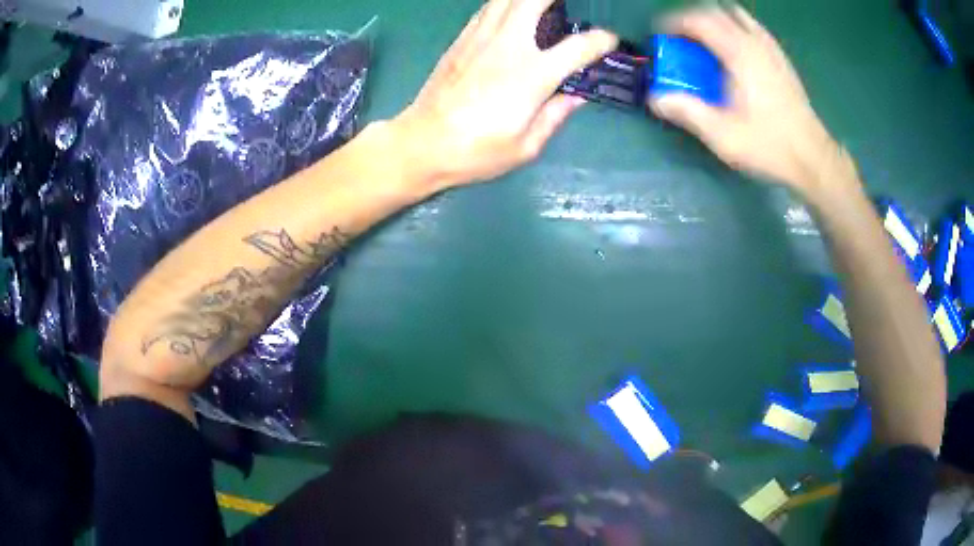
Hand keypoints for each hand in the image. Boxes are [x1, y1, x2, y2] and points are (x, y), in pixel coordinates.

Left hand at [395, 0, 616, 188]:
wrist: (423, 142)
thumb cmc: (477, 150)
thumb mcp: (526, 146)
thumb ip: (555, 116)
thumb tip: (576, 97)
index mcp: (532, 75)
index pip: (579, 47)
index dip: (601, 41)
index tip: (609, 41)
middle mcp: (509, 46)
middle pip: (534, 1)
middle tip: (568, 5)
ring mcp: (481, 38)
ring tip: (542, 4)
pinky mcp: (461, 39)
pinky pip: (487, 9)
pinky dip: (504, 3)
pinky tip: (511, 11)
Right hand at [649, 6, 845, 193]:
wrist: (813, 158)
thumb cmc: (769, 146)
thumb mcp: (723, 135)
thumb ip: (687, 112)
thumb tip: (655, 98)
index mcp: (738, 53)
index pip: (699, 19)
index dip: (675, 23)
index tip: (662, 37)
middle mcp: (755, 42)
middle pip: (717, 11)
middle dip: (694, 19)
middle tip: (682, 40)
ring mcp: (772, 49)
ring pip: (738, 16)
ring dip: (717, 21)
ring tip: (708, 43)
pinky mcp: (783, 61)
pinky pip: (754, 29)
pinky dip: (738, 30)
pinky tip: (736, 52)